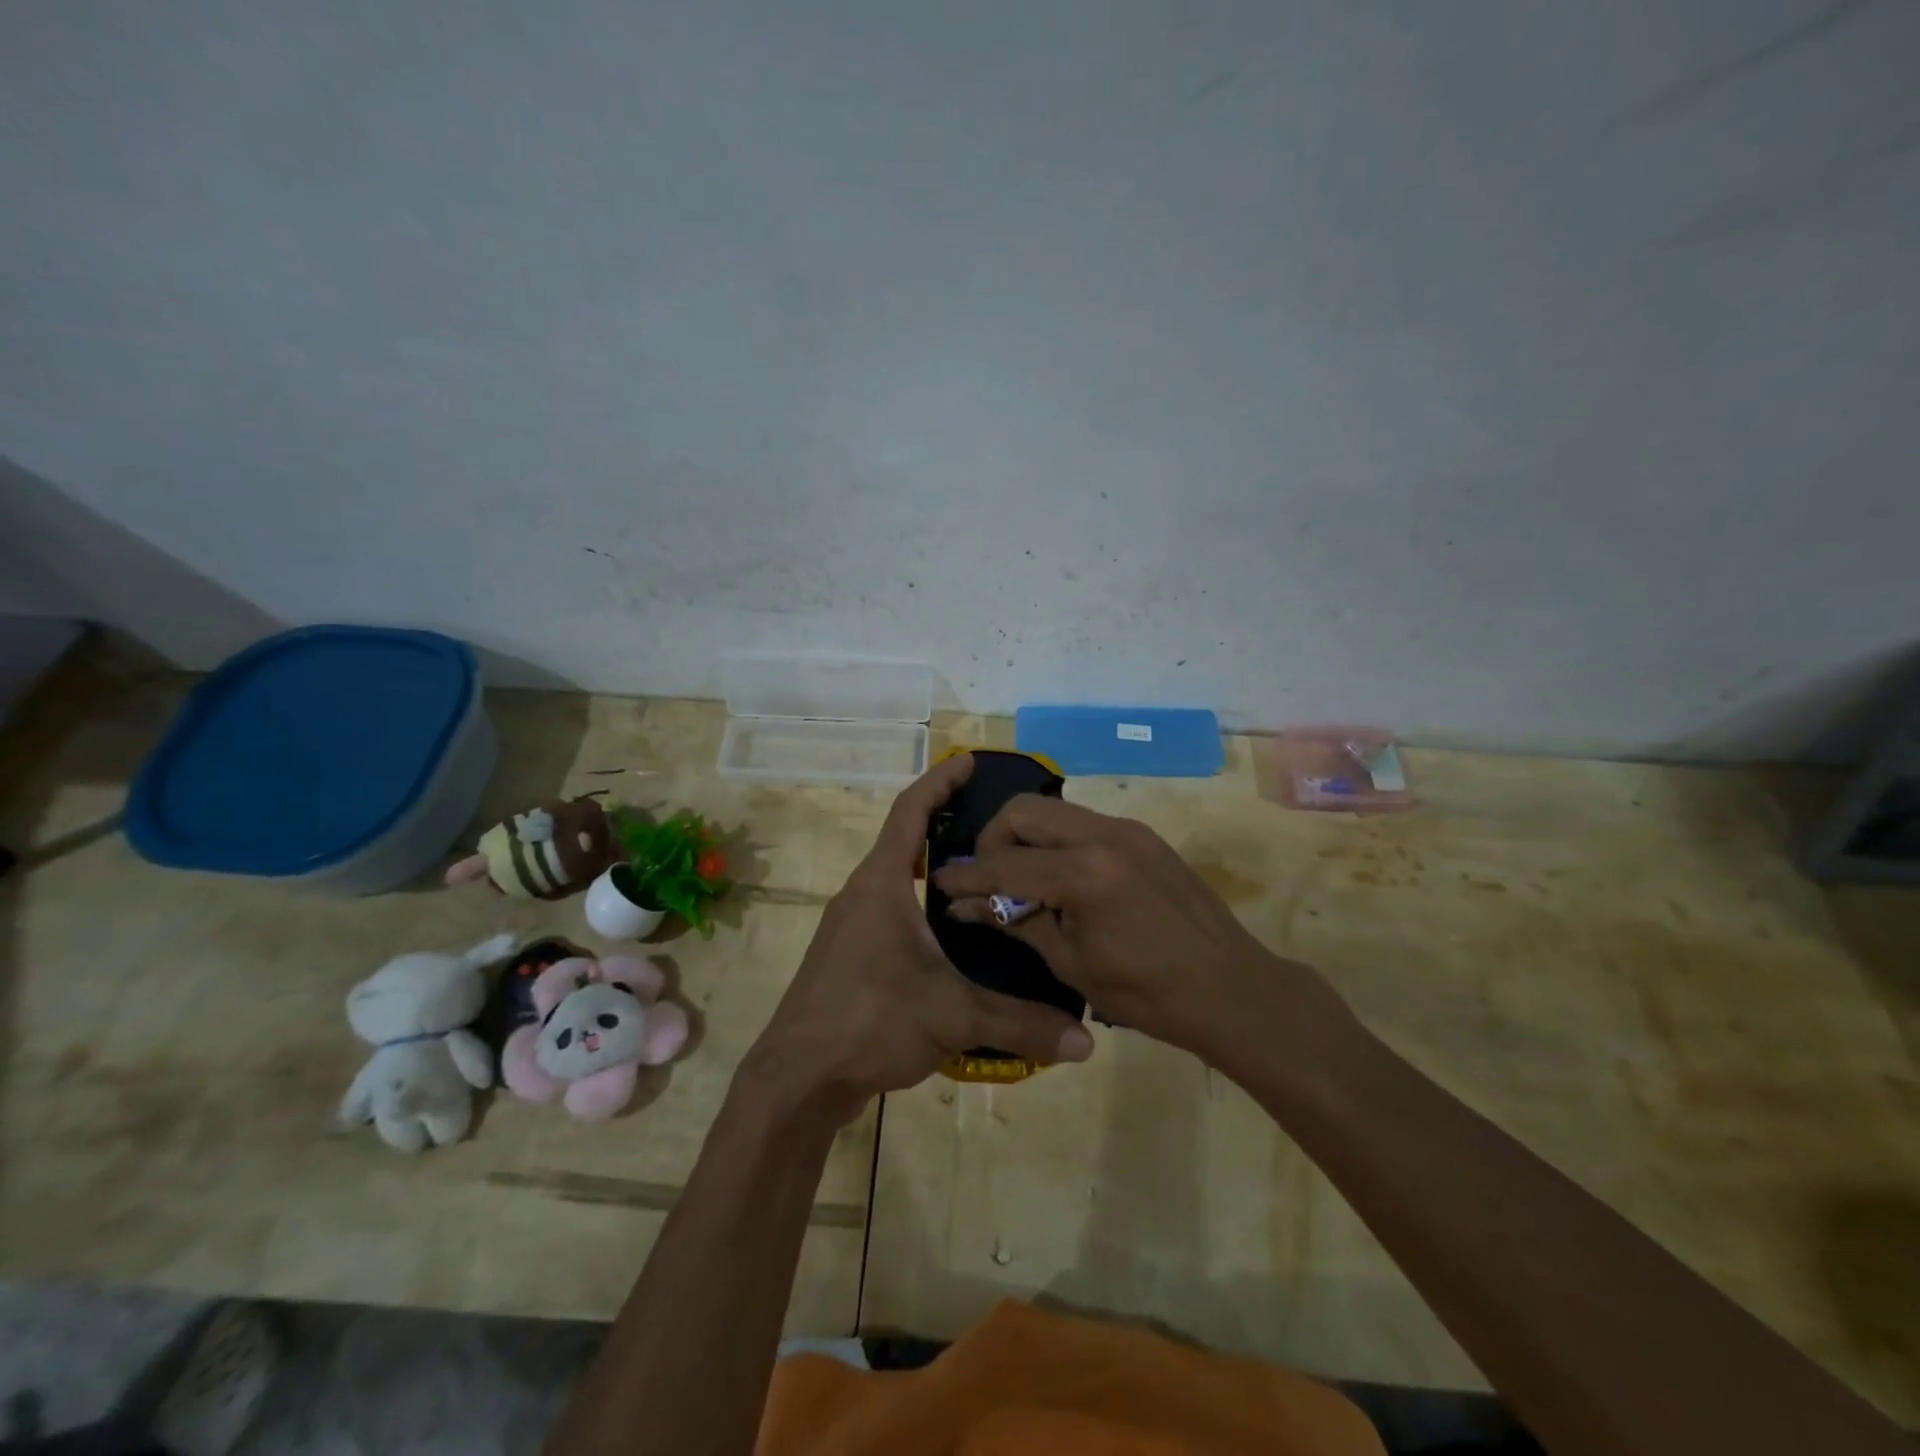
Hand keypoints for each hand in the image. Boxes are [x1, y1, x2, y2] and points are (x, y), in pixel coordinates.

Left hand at [744, 756, 1094, 1124]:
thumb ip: (1021, 1024)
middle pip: (905, 840)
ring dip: (934, 870)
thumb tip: (1084, 1044)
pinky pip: (892, 913)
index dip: (940, 780)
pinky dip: (923, 907)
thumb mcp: (953, 1016)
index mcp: (882, 883)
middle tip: (997, 825)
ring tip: (985, 877)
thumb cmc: (870, 1020)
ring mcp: (851, 925)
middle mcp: (862, 893)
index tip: (970, 761)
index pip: (910, 810)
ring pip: (898, 880)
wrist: (798, 1077)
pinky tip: (955, 937)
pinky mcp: (849, 956)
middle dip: (946, 823)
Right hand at [931, 796, 1355, 1070]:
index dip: (967, 875)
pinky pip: (1083, 823)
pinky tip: (1059, 878)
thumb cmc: (1148, 993)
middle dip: (994, 839)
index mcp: (1084, 874)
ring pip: (1054, 810)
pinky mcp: (1142, 835)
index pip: (1006, 865)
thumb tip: (967, 907)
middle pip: (1024, 810)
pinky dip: (1057, 842)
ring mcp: (1127, 830)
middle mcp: (1104, 835)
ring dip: (1026, 836)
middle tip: (987, 876)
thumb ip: (1018, 924)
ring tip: (1020, 877)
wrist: (1231, 987)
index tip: (940, 882)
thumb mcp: (1072, 964)